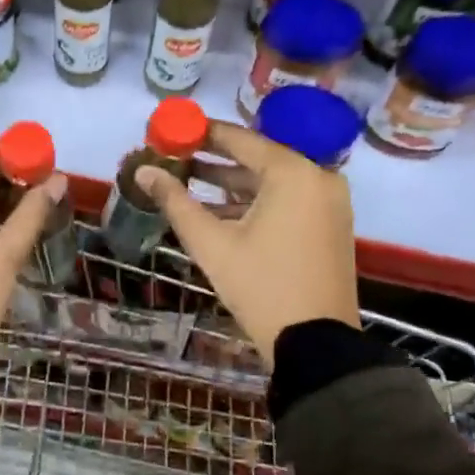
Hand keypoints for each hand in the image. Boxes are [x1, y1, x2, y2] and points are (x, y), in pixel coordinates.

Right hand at [135, 121, 358, 365]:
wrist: (316, 344)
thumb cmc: (261, 286)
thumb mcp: (211, 243)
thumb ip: (175, 201)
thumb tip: (143, 171)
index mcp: (293, 173)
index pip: (240, 139)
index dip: (201, 133)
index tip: (171, 130)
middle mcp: (318, 177)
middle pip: (258, 157)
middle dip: (214, 160)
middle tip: (175, 156)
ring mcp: (330, 202)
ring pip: (272, 181)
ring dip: (232, 183)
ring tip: (188, 183)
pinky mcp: (331, 224)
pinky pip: (288, 199)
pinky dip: (255, 202)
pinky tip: (219, 211)